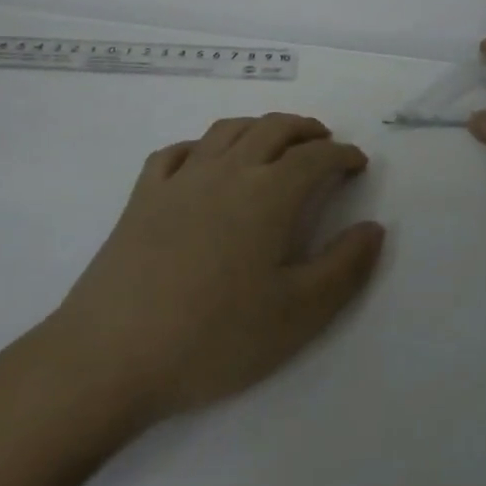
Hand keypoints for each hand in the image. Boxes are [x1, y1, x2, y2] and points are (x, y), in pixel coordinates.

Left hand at [50, 114, 384, 426]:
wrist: (111, 357)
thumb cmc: (214, 338)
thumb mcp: (299, 315)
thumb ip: (345, 267)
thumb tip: (374, 228)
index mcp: (268, 194)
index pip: (315, 157)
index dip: (342, 155)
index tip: (357, 163)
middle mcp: (226, 171)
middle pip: (273, 128)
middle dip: (305, 130)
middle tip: (324, 144)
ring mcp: (179, 179)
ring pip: (227, 130)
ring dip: (259, 128)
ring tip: (274, 143)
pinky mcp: (142, 196)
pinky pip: (177, 152)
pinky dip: (202, 146)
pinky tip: (204, 163)